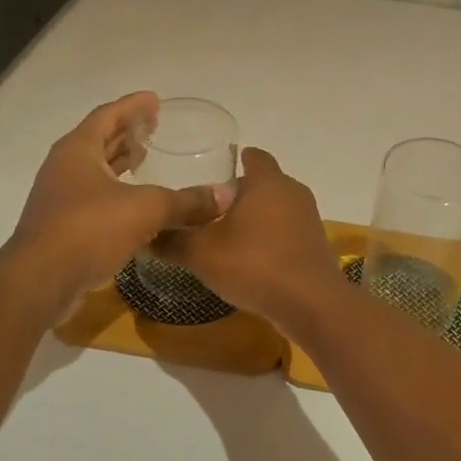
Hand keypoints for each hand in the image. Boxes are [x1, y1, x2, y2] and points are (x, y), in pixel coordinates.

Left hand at [5, 92, 233, 315]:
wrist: (40, 281)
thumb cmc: (89, 229)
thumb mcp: (146, 209)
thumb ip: (186, 201)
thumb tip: (226, 195)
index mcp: (78, 150)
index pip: (108, 116)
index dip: (133, 106)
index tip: (155, 100)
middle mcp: (65, 168)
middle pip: (99, 141)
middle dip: (127, 133)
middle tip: (155, 127)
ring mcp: (61, 198)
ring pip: (96, 171)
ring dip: (120, 164)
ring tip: (147, 159)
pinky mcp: (63, 227)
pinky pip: (95, 199)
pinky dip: (118, 193)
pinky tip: (138, 206)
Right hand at [157, 148, 345, 332]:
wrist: (310, 304)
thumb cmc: (254, 264)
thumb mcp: (201, 253)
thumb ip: (172, 239)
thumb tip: (146, 232)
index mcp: (267, 181)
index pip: (252, 156)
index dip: (231, 161)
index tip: (209, 176)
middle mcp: (292, 191)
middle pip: (262, 183)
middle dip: (238, 194)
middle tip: (207, 211)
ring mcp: (308, 218)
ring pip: (275, 208)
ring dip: (254, 219)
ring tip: (225, 237)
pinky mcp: (314, 244)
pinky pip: (286, 231)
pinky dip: (269, 239)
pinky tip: (249, 259)